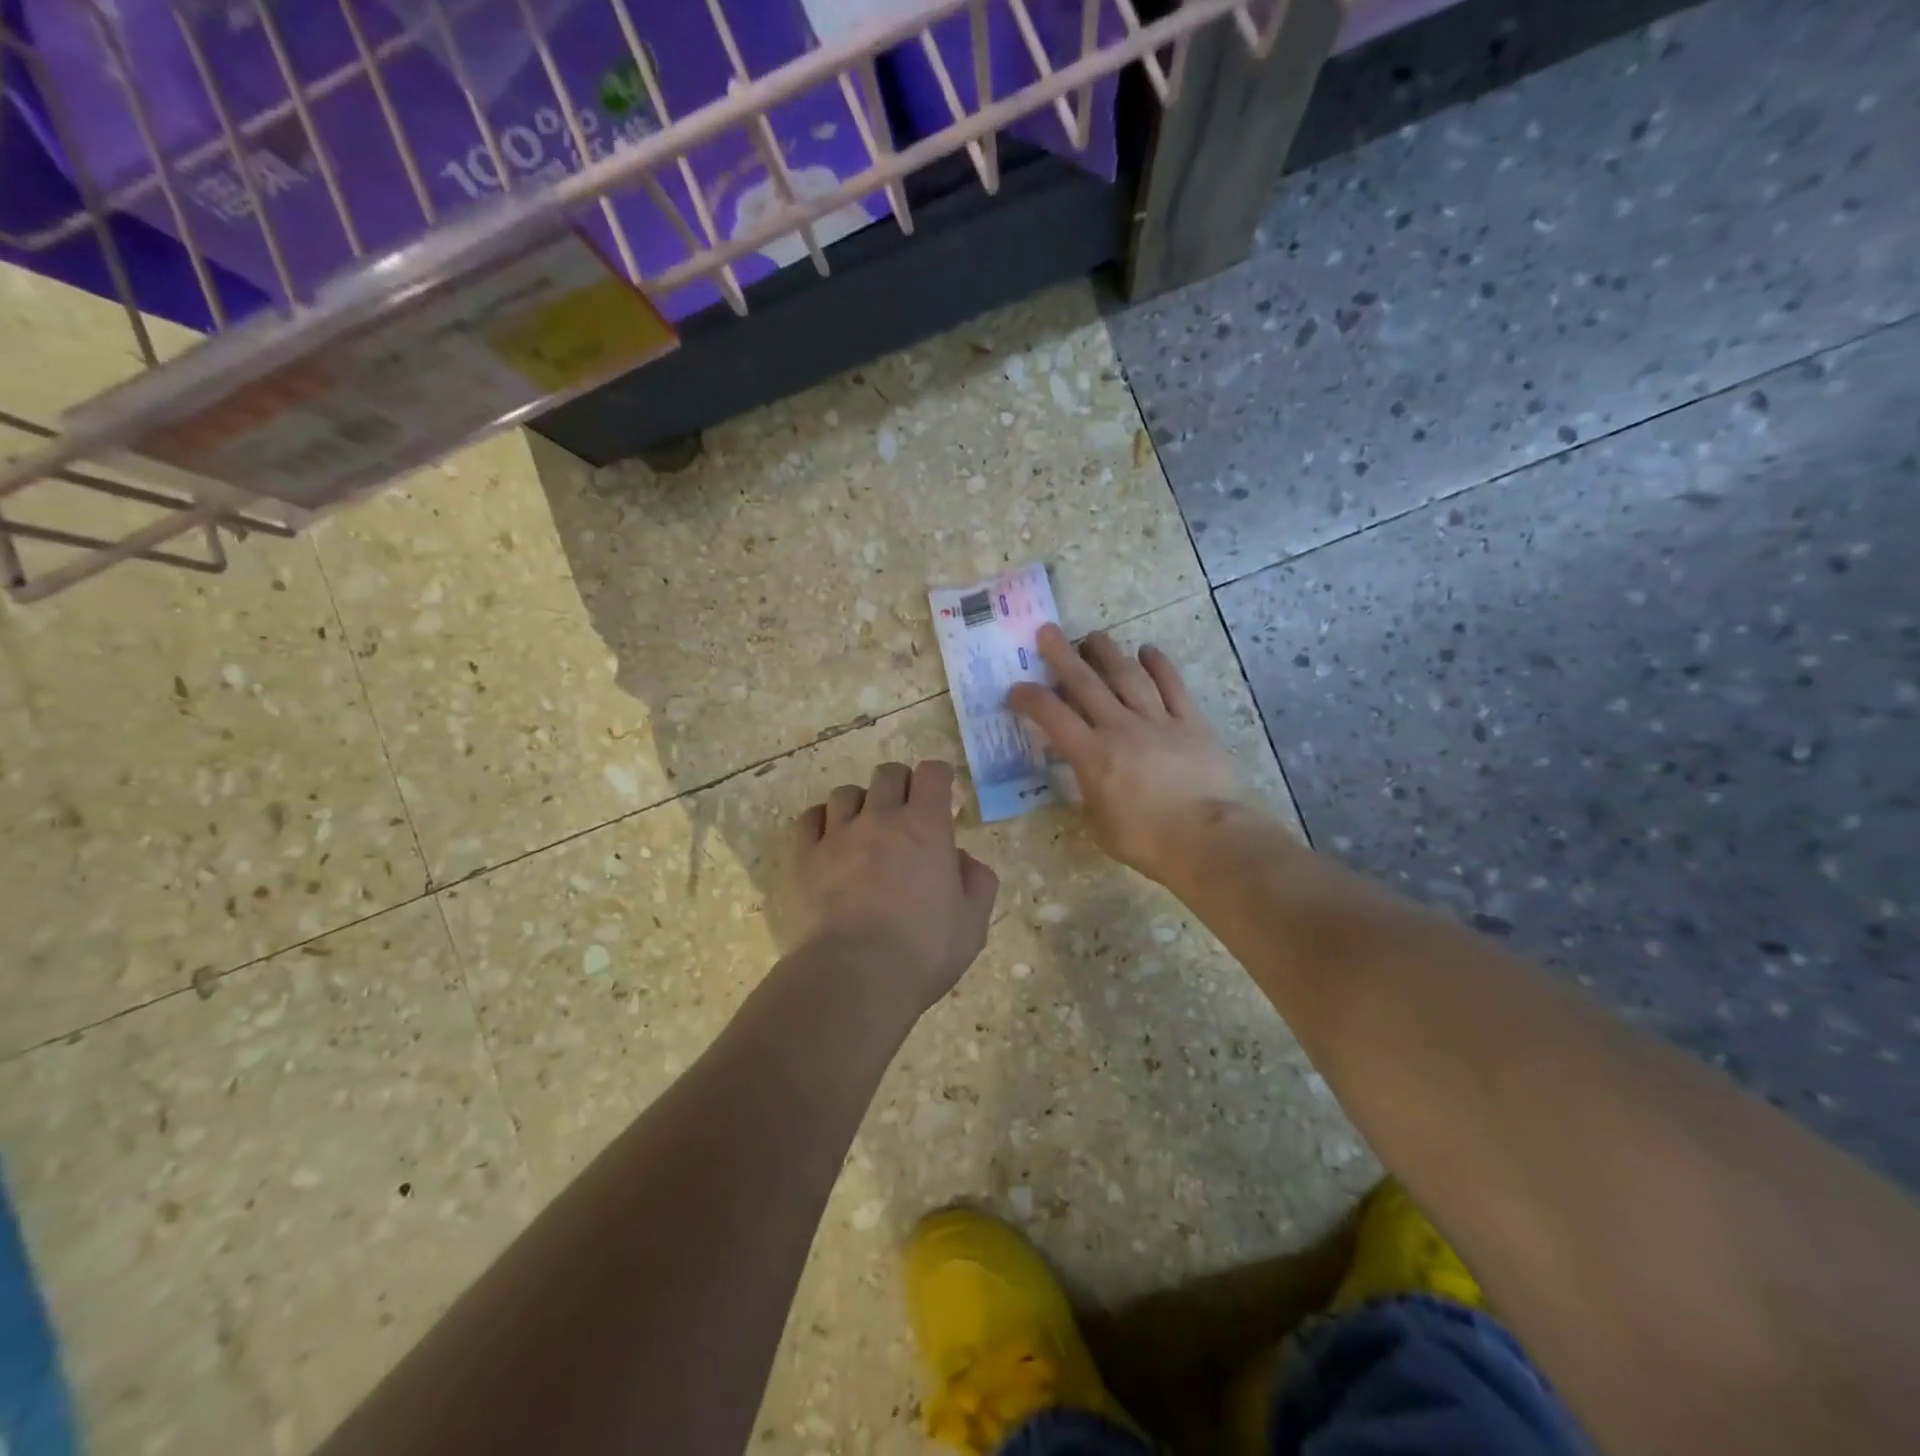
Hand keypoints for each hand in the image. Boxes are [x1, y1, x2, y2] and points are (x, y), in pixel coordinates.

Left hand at [785, 760, 999, 1016]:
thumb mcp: (972, 924)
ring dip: (860, 804)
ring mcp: (836, 835)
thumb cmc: (922, 951)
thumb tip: (962, 859)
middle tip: (905, 813)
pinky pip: (809, 819)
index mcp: (925, 827)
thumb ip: (977, 882)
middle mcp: (880, 818)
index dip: (939, 777)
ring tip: (863, 830)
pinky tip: (828, 842)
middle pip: (888, 774)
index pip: (932, 774)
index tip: (942, 792)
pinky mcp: (802, 857)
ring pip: (845, 793)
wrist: (853, 977)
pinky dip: (821, 823)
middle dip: (901, 785)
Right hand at [1008, 625, 1244, 883]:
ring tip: (1094, 636)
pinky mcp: (1191, 722)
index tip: (1016, 688)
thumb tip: (1088, 776)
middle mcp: (1120, 728)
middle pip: (1087, 683)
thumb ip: (1089, 792)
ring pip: (1128, 676)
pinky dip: (1159, 665)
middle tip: (1048, 632)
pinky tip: (1148, 650)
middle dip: (1063, 656)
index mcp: (1092, 755)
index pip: (1052, 716)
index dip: (1030, 698)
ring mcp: (1158, 721)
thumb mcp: (1100, 824)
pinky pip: (1173, 686)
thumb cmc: (1147, 841)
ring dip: (1109, 652)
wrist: (1208, 838)